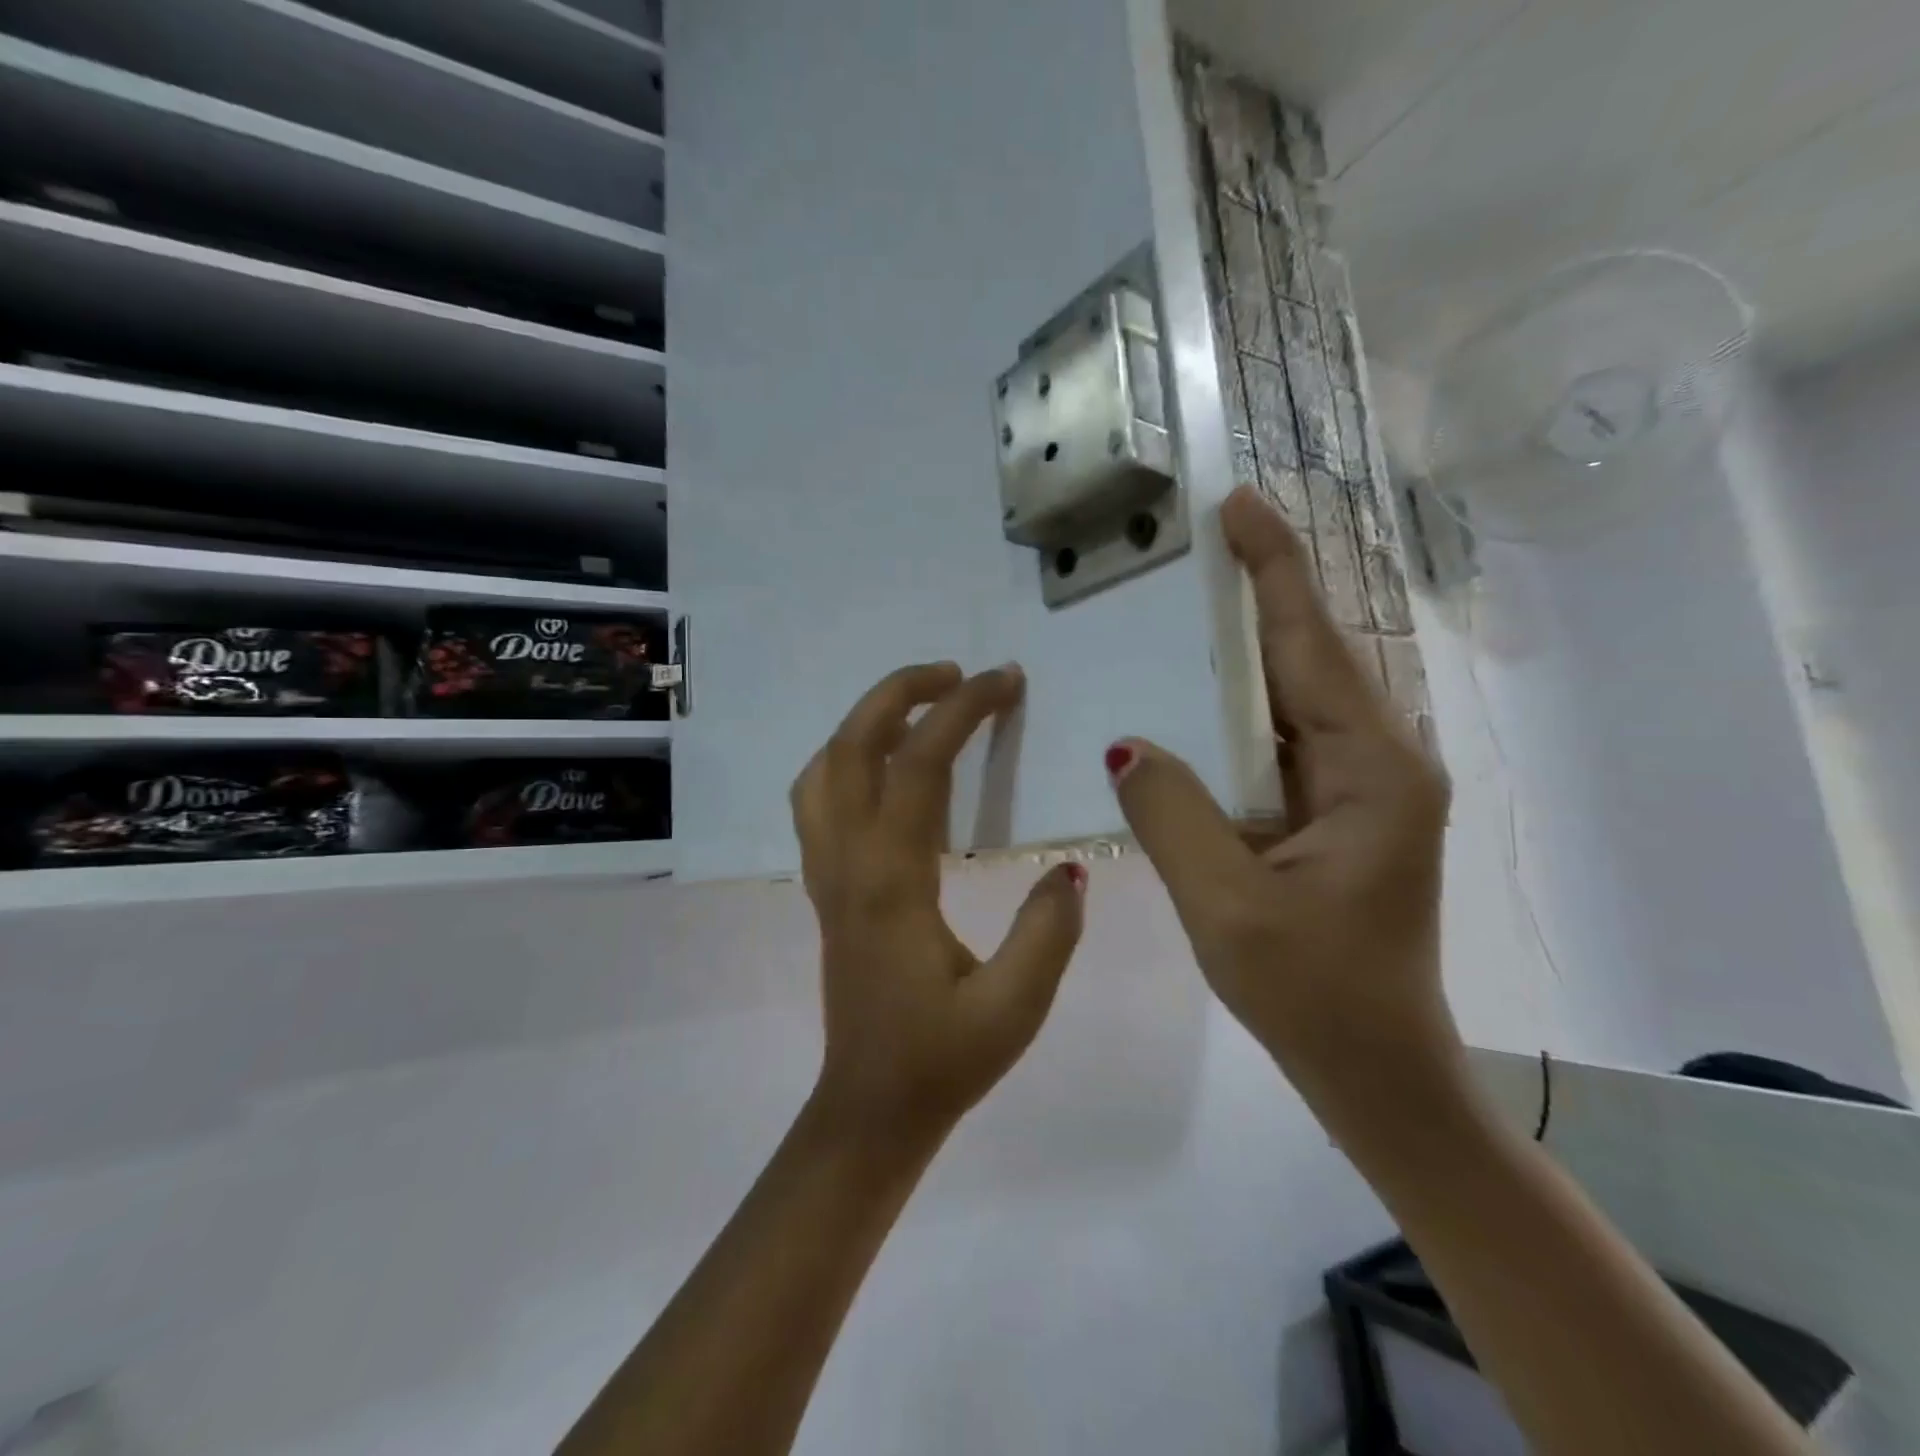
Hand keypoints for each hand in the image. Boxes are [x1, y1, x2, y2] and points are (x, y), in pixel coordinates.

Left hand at [793, 662, 1086, 1149]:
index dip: (962, 711)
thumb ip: (1048, 932)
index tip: (1004, 680)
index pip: (919, 766)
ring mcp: (828, 873)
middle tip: (957, 673)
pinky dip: (846, 758)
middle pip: (851, 747)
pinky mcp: (827, 887)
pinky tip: (885, 766)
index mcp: (892, 882)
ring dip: (866, 722)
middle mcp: (848, 863)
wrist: (869, 1110)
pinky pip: (819, 799)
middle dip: (900, 692)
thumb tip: (1070, 869)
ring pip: (823, 769)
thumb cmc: (942, 1061)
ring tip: (920, 706)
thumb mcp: (1014, 1008)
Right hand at [1107, 485, 1459, 1125]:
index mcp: (1370, 771)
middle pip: (1308, 659)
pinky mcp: (1337, 812)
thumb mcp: (1228, 905)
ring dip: (1246, 650)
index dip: (1274, 571)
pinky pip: (1279, 740)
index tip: (1239, 506)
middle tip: (1199, 543)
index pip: (1311, 647)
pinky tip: (1195, 699)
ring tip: (1188, 606)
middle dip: (1258, 595)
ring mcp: (1360, 788)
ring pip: (1293, 698)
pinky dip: (1237, 711)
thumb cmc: (1313, 994)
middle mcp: (1378, 762)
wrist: (1375, 1067)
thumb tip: (1127, 742)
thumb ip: (1173, 814)